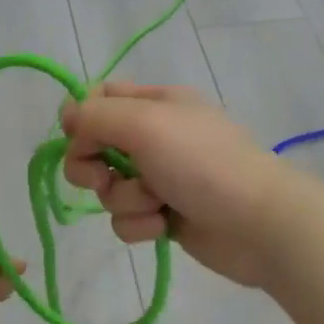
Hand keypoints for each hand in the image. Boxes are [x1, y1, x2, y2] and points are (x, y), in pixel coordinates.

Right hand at [59, 82, 292, 286]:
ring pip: (109, 189)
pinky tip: (165, 226)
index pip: (100, 98)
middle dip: (93, 167)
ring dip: (124, 200)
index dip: (81, 119)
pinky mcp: (165, 215)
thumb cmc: (202, 163)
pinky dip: (140, 224)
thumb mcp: (145, 124)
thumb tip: (65, 115)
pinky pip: (127, 219)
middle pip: (95, 147)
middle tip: (104, 177)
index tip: (78, 139)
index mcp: (156, 103)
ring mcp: (161, 178)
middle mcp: (156, 137)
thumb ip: (96, 116)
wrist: (259, 224)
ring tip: (156, 203)